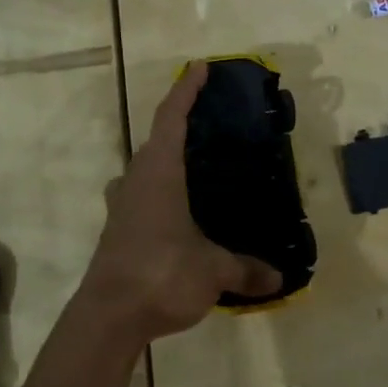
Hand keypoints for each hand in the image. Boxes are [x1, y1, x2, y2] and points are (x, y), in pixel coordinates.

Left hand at [75, 62, 281, 346]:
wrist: (107, 318)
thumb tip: (279, 278)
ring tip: (198, 167)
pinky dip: (161, 192)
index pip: (171, 118)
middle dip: (181, 126)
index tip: (200, 68)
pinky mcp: (118, 230)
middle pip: (156, 141)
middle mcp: (136, 181)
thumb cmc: (161, 275)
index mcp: (159, 173)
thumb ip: (247, 270)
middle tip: (213, 125)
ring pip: (145, 170)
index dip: (186, 90)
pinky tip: (181, 212)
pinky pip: (141, 196)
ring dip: (167, 160)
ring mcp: (122, 206)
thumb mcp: (213, 270)